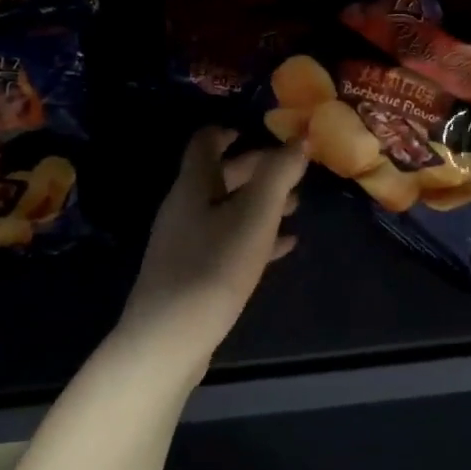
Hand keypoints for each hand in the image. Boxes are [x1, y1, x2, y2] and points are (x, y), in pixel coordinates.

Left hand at [118, 129, 307, 369]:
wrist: (169, 338)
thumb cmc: (213, 266)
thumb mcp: (254, 216)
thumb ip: (278, 175)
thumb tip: (301, 138)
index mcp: (194, 186)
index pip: (205, 142)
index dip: (230, 131)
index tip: (262, 132)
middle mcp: (185, 207)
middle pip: (220, 176)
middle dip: (257, 170)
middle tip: (294, 172)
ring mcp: (185, 241)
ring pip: (227, 210)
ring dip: (260, 204)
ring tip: (297, 206)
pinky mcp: (192, 272)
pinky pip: (227, 242)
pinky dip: (255, 237)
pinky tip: (284, 247)